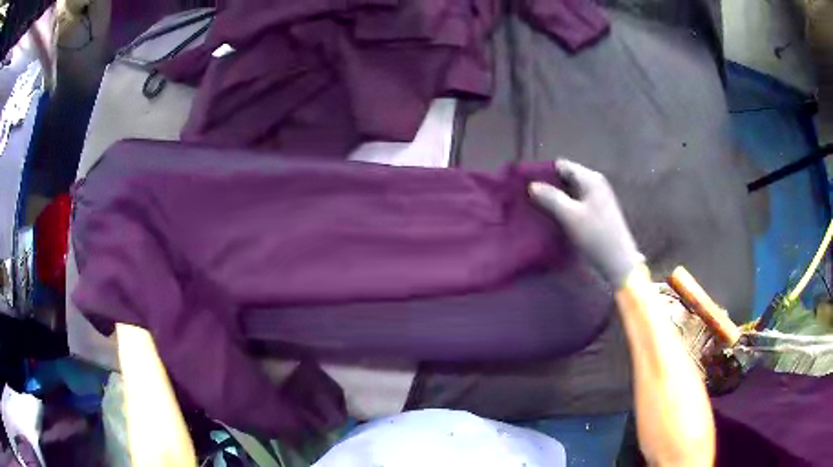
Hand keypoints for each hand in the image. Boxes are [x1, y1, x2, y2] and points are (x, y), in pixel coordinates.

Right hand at [529, 160, 643, 286]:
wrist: (618, 263)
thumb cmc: (596, 236)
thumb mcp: (570, 217)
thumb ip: (550, 198)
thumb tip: (531, 185)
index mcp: (590, 179)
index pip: (561, 166)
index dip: (544, 173)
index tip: (526, 186)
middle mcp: (595, 184)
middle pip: (565, 178)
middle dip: (548, 187)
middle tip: (528, 199)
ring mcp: (597, 199)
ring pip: (569, 192)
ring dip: (554, 199)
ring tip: (536, 209)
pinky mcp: (596, 213)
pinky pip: (575, 204)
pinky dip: (563, 208)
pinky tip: (552, 219)